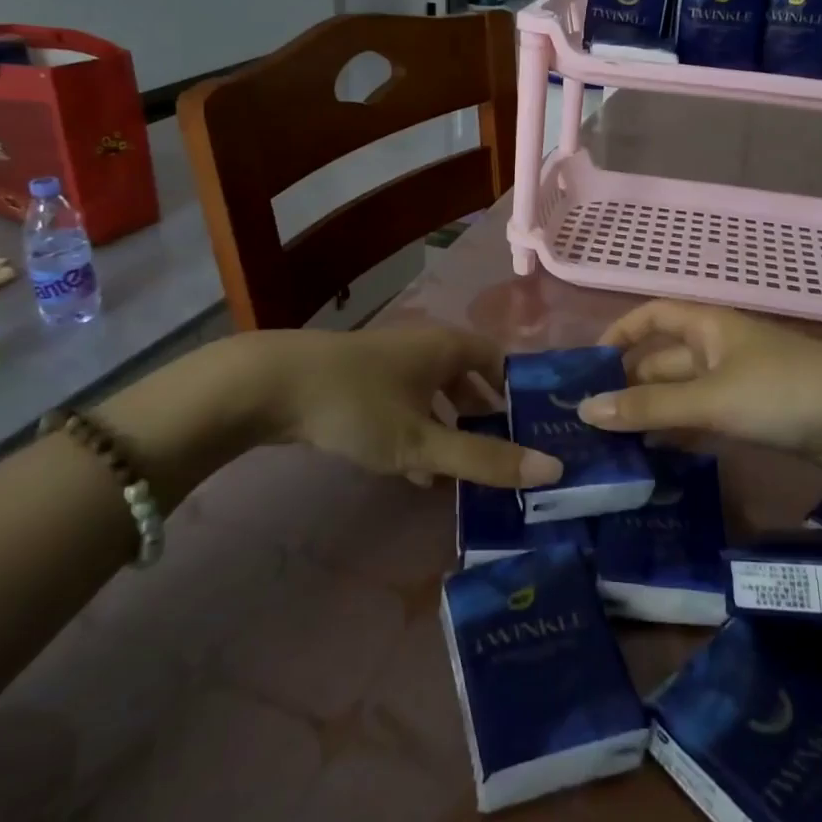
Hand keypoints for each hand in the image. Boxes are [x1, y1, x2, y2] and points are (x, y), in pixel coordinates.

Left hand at [262, 327, 562, 489]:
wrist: (268, 386)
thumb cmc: (357, 405)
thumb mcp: (422, 440)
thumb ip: (483, 459)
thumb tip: (552, 469)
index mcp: (446, 347)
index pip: (499, 360)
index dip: (518, 391)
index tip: (535, 429)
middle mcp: (423, 346)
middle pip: (468, 379)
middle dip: (485, 418)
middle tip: (504, 458)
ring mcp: (389, 363)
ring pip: (435, 396)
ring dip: (451, 431)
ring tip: (465, 475)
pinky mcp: (361, 382)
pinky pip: (407, 406)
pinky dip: (419, 433)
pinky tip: (417, 473)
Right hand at [579, 301, 821, 481]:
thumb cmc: (783, 392)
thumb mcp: (710, 398)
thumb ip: (649, 406)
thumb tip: (585, 409)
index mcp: (707, 326)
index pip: (652, 316)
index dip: (620, 333)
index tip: (589, 365)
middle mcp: (717, 349)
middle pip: (662, 361)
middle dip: (629, 386)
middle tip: (588, 423)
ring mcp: (736, 384)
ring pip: (681, 395)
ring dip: (651, 415)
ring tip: (611, 447)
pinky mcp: (752, 417)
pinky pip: (703, 420)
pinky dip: (679, 434)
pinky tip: (655, 459)